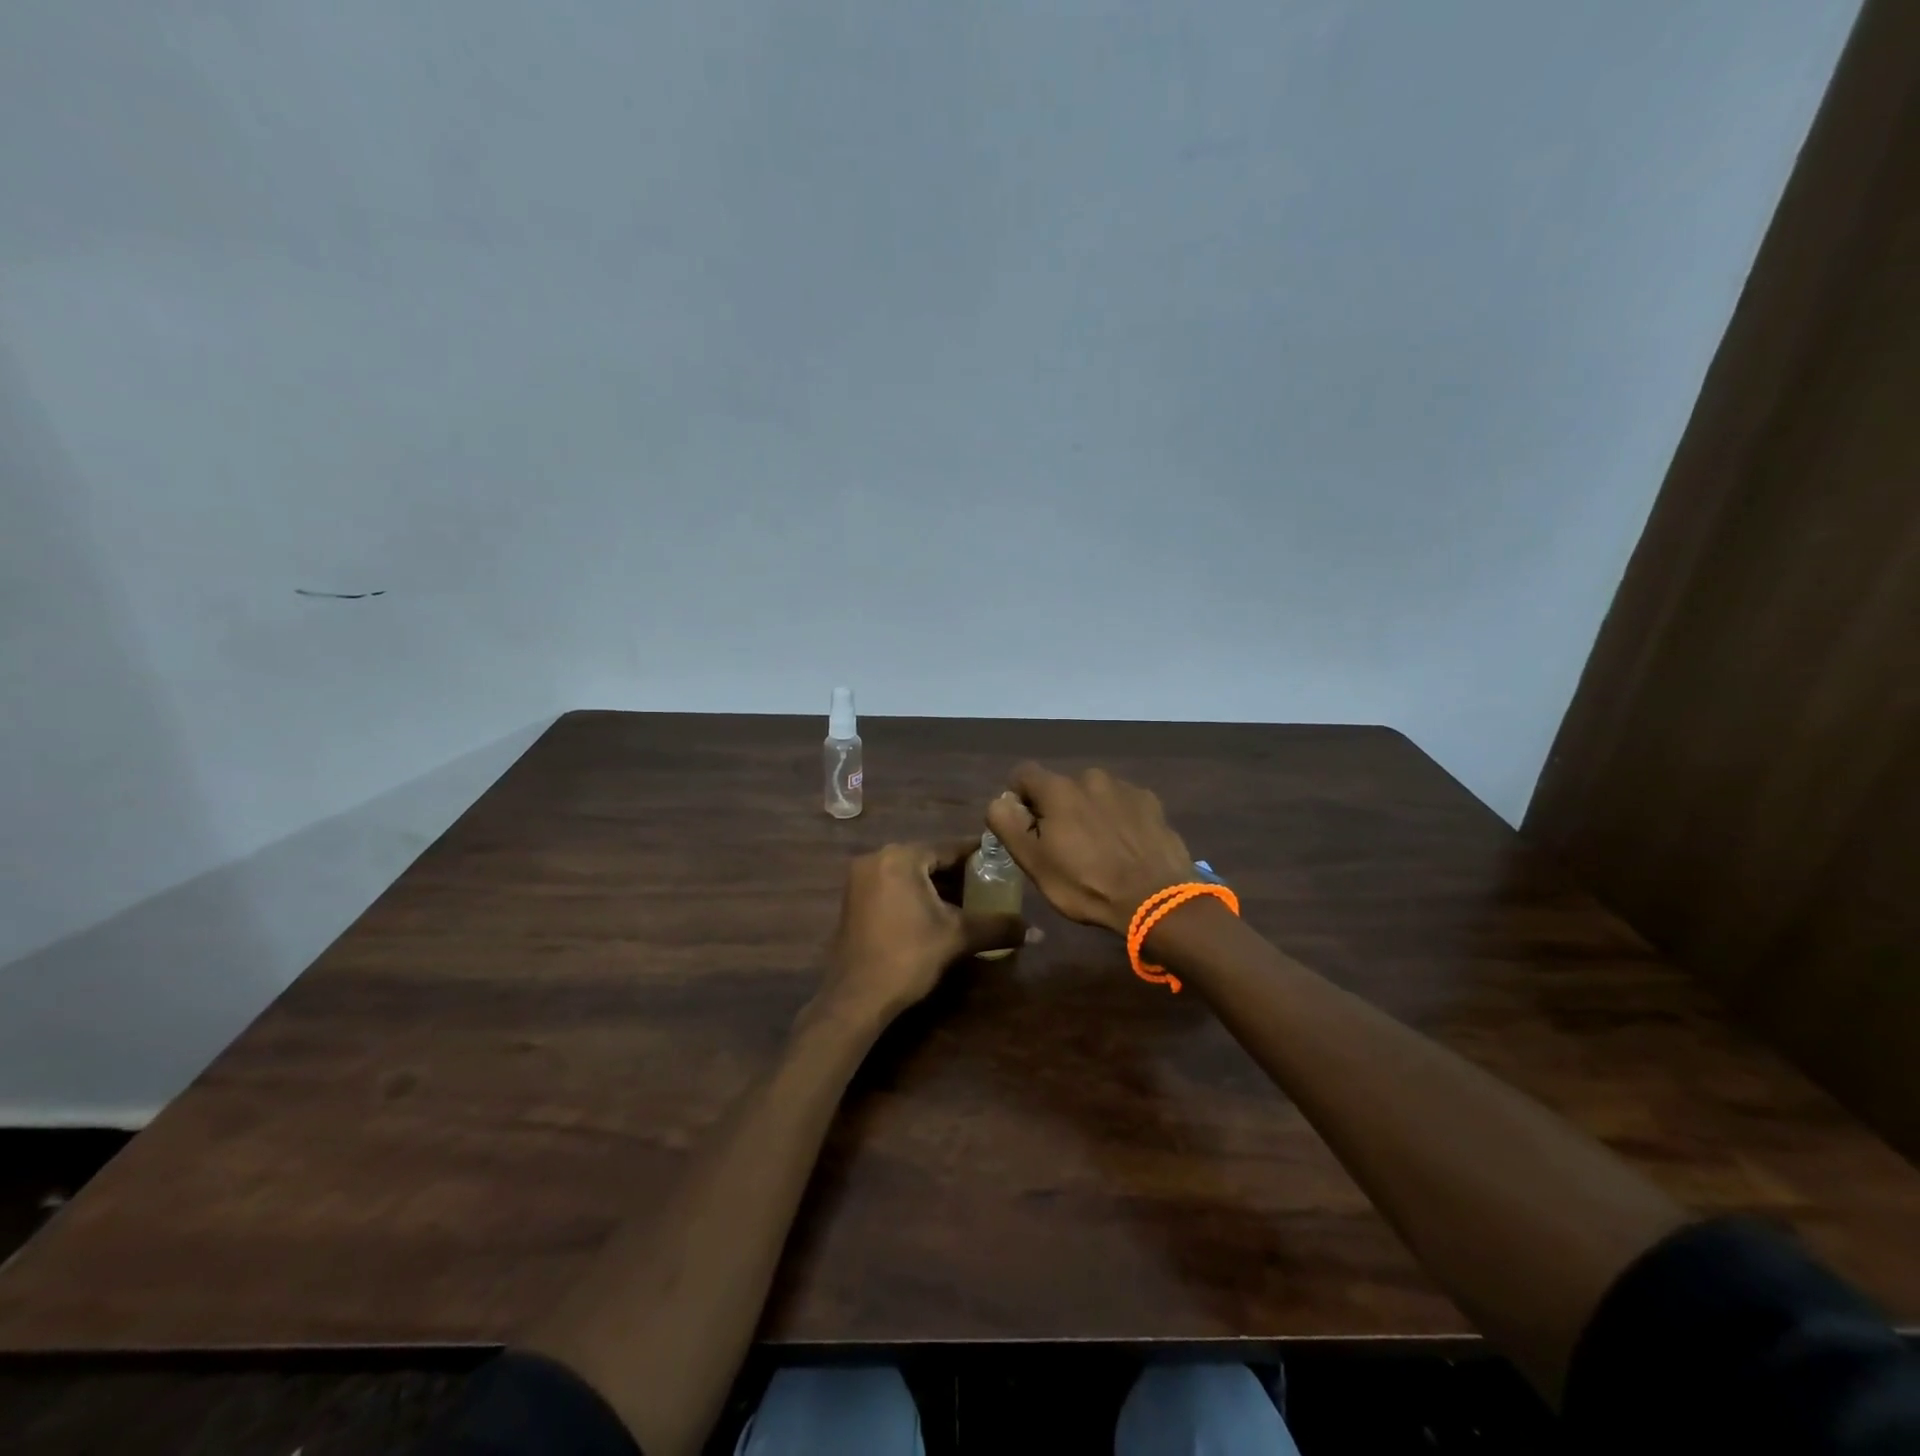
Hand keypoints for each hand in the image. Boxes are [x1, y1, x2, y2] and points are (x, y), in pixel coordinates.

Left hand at [816, 840, 1028, 1024]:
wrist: (857, 998)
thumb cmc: (908, 957)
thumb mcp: (957, 937)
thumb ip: (998, 927)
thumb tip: (1038, 932)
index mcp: (901, 857)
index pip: (949, 848)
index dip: (978, 856)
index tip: (1002, 863)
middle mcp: (877, 858)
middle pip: (929, 859)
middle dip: (958, 874)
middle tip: (990, 885)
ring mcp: (861, 878)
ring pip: (910, 874)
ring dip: (937, 886)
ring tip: (969, 901)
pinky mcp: (854, 899)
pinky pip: (894, 886)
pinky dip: (916, 894)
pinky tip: (938, 913)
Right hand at [985, 763, 1195, 935]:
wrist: (1156, 900)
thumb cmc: (1086, 885)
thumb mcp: (1034, 863)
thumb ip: (1008, 825)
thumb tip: (999, 800)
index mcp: (1058, 789)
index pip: (1023, 774)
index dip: (1019, 799)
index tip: (1027, 829)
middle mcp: (1091, 777)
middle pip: (1061, 787)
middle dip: (1057, 810)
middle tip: (1065, 848)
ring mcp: (1125, 788)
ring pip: (1093, 794)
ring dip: (1089, 813)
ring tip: (1100, 850)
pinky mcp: (1152, 802)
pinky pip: (1123, 804)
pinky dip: (1118, 819)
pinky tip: (1126, 848)